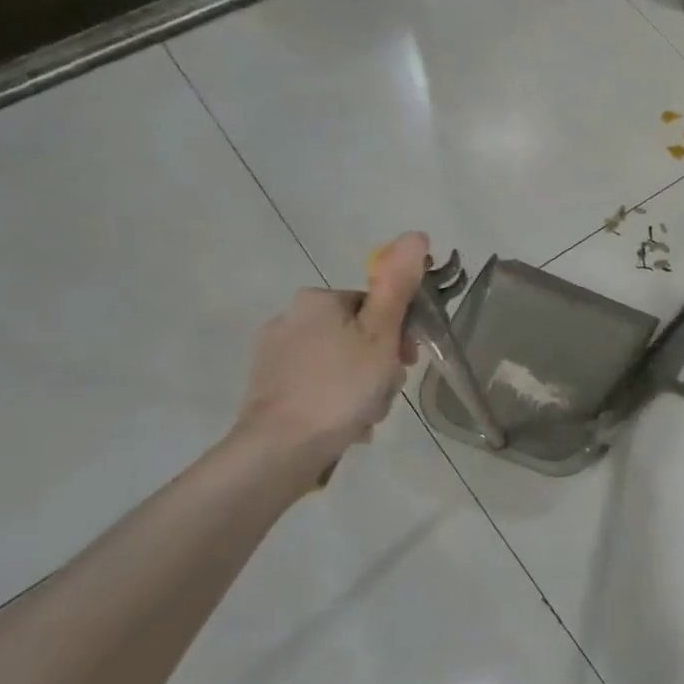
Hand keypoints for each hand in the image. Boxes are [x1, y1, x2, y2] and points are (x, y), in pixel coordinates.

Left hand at [232, 231, 428, 463]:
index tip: (409, 362)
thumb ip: (398, 286)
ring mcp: (274, 355)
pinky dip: (336, 401)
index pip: (375, 306)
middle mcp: (290, 318)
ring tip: (366, 415)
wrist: (281, 448)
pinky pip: (318, 385)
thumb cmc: (341, 386)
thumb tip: (415, 235)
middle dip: (380, 364)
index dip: (399, 333)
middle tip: (385, 392)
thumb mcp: (381, 334)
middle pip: (358, 335)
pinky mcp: (268, 387)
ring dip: (362, 387)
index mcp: (318, 300)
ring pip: (340, 363)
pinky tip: (345, 425)